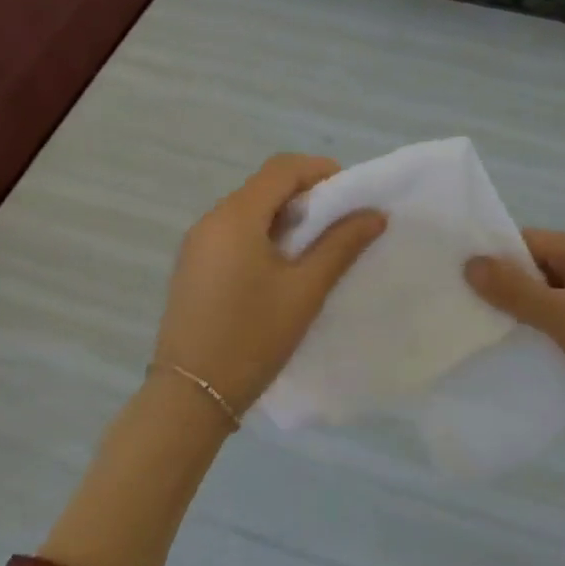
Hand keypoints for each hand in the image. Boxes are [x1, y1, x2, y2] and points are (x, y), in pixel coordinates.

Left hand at [154, 154, 384, 415]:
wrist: (190, 397)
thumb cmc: (252, 337)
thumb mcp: (305, 290)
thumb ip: (341, 244)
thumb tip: (374, 213)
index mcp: (236, 216)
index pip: (282, 168)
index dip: (320, 171)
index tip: (351, 195)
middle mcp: (211, 218)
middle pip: (265, 185)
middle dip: (306, 194)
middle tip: (340, 223)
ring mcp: (197, 243)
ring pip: (249, 209)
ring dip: (285, 216)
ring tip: (316, 247)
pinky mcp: (193, 266)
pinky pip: (233, 232)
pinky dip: (263, 234)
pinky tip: (282, 267)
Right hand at [465, 231, 564, 456]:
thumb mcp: (562, 317)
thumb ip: (514, 290)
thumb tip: (470, 262)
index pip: (524, 241)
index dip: (493, 259)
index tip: (460, 282)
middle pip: (536, 265)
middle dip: (506, 287)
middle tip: (468, 312)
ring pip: (551, 293)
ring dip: (527, 310)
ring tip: (490, 332)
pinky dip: (549, 326)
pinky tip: (529, 348)